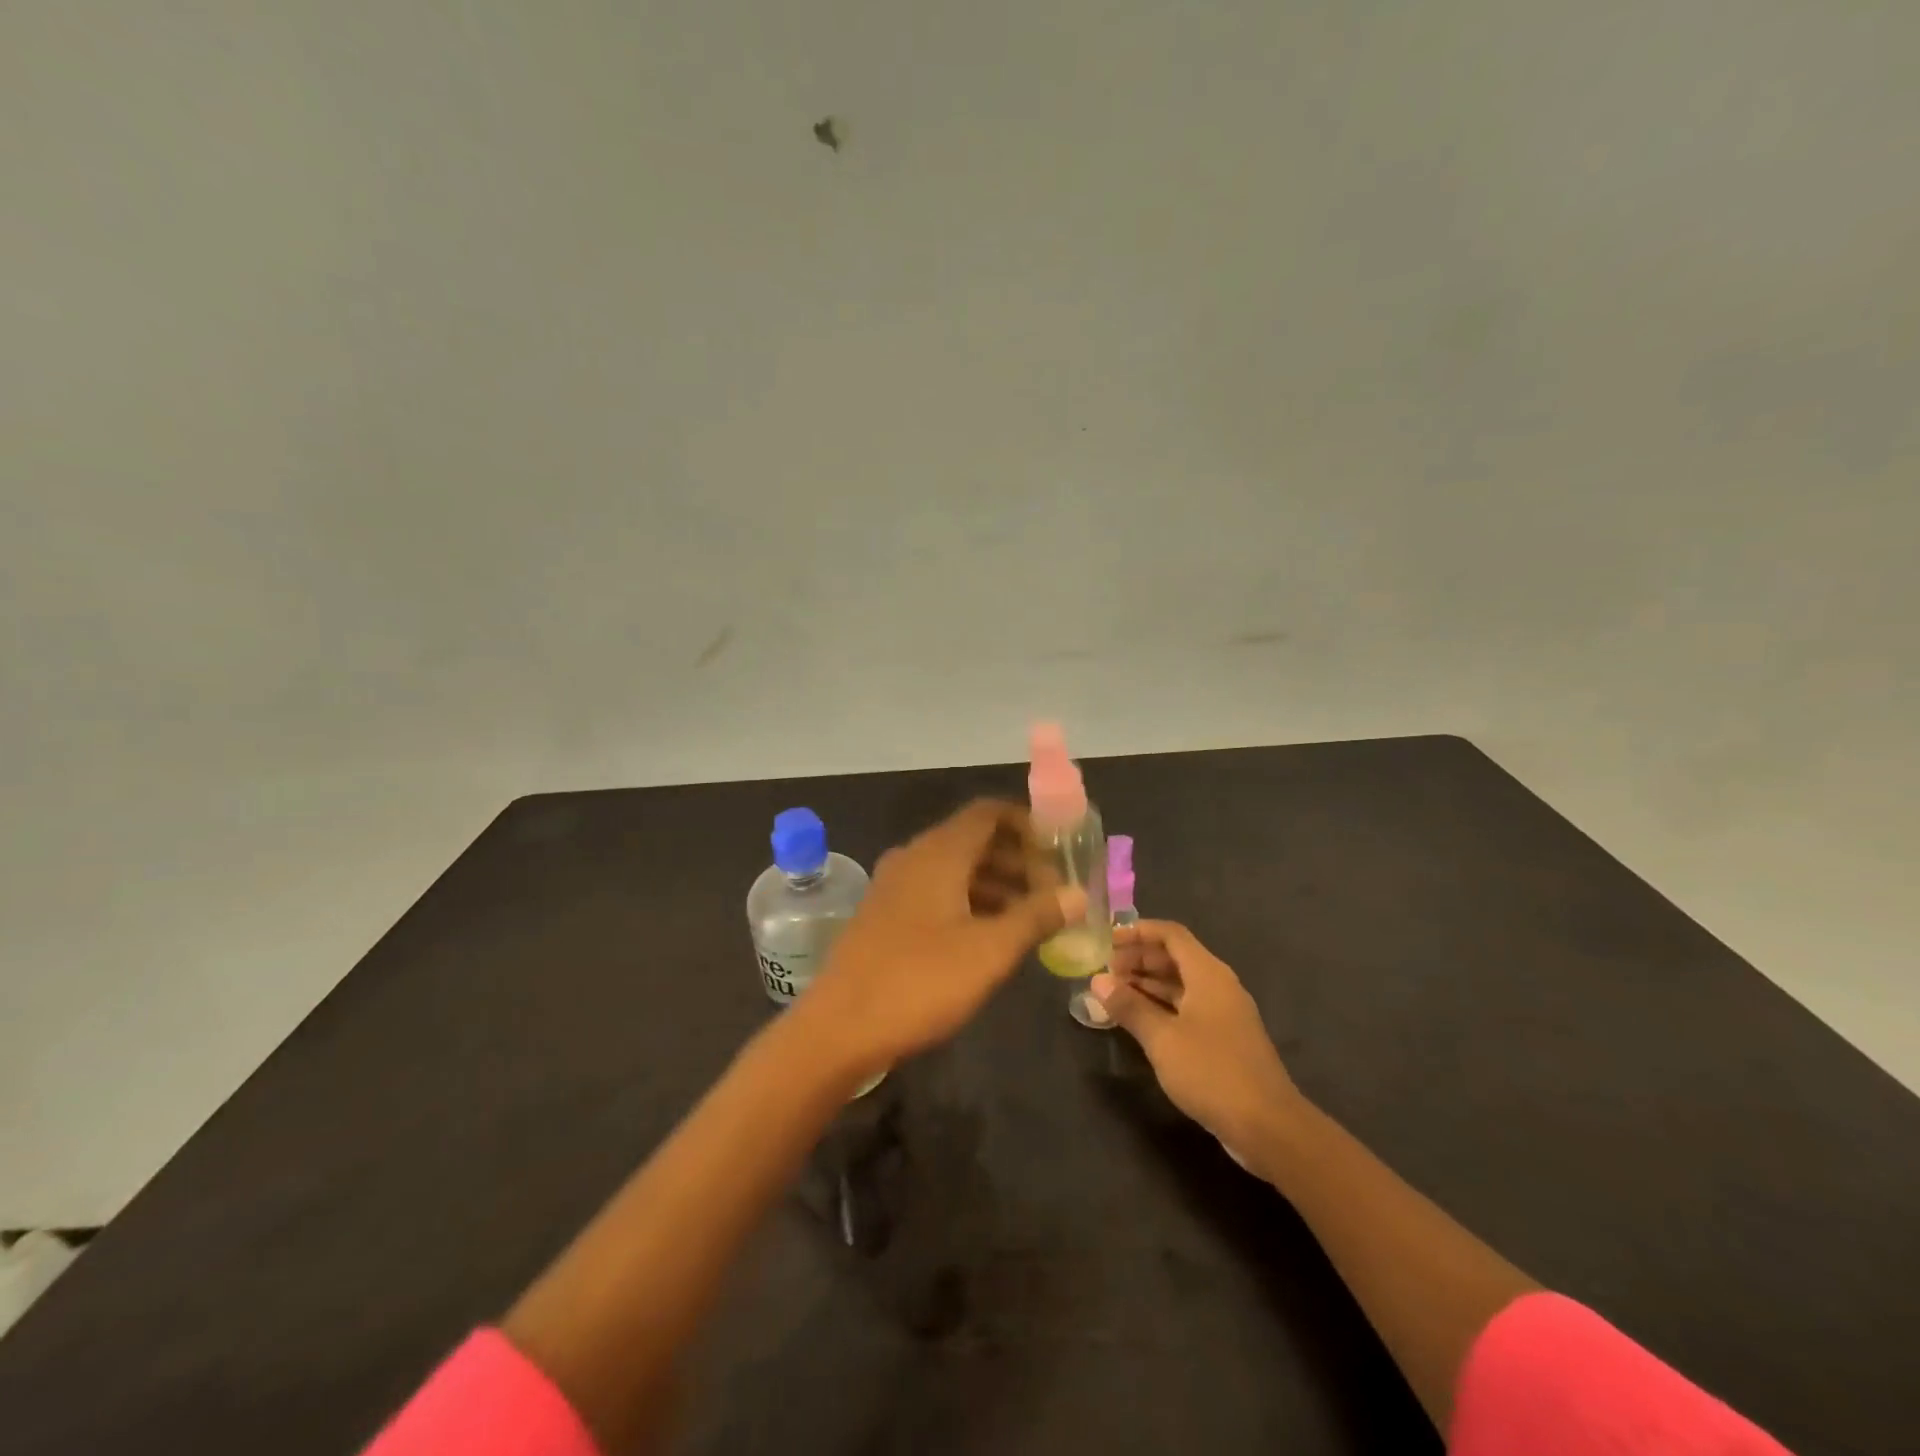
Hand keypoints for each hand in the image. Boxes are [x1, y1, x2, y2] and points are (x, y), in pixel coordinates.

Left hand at [808, 800, 1084, 1068]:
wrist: (839, 1028)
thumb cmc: (920, 980)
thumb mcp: (990, 950)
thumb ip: (1036, 916)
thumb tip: (1076, 894)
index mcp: (939, 853)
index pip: (988, 812)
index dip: (1027, 823)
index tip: (1058, 849)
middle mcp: (914, 858)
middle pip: (974, 840)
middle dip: (1018, 859)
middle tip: (1054, 891)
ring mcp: (895, 886)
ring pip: (955, 869)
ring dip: (996, 884)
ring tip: (1032, 917)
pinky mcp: (885, 915)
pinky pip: (936, 892)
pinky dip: (968, 902)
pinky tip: (990, 936)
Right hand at [1090, 920, 1304, 1153]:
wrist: (1269, 1127)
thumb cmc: (1212, 1072)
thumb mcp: (1162, 1038)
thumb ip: (1129, 1006)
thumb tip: (1098, 981)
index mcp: (1208, 974)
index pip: (1171, 934)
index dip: (1138, 932)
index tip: (1108, 940)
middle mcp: (1218, 985)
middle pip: (1175, 957)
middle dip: (1139, 959)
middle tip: (1105, 971)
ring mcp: (1224, 1013)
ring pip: (1180, 984)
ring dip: (1147, 984)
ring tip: (1114, 993)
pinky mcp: (1224, 1039)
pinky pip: (1187, 1008)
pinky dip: (1161, 1006)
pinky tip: (1138, 1021)